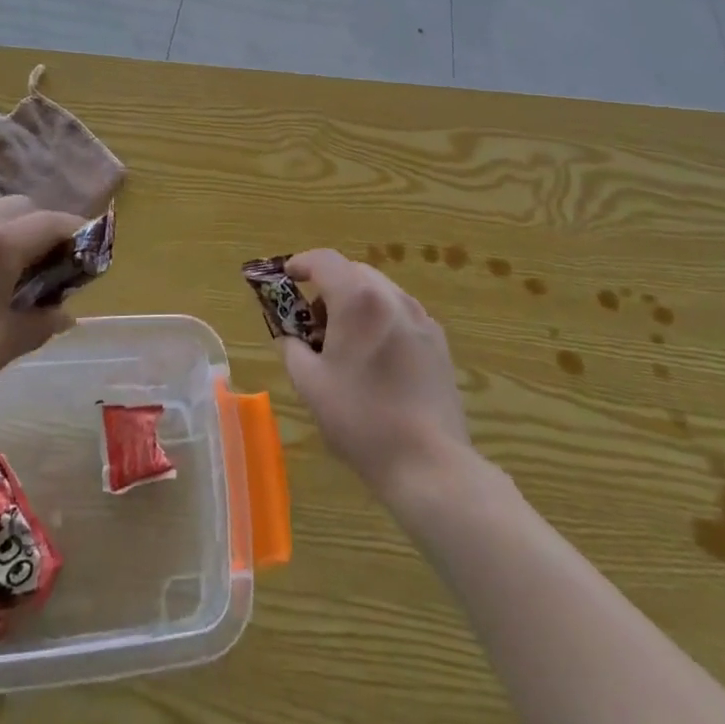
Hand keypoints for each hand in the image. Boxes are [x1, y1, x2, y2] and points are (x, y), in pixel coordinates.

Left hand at [0, 197, 85, 428]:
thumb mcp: (1, 346)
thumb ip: (40, 323)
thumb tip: (66, 315)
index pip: (51, 222)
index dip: (79, 234)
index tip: (92, 255)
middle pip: (22, 208)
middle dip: (45, 229)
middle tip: (54, 269)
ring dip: (14, 233)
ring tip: (16, 276)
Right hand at [278, 250, 471, 498]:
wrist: (429, 463)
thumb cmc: (361, 420)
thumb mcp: (310, 385)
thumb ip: (292, 349)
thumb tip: (290, 337)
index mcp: (358, 300)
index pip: (324, 260)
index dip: (301, 263)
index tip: (286, 278)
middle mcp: (392, 297)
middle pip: (353, 271)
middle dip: (328, 285)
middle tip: (311, 320)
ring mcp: (421, 318)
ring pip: (379, 291)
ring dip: (355, 301)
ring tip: (344, 341)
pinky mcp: (438, 341)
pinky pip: (400, 313)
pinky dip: (380, 319)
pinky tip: (375, 359)